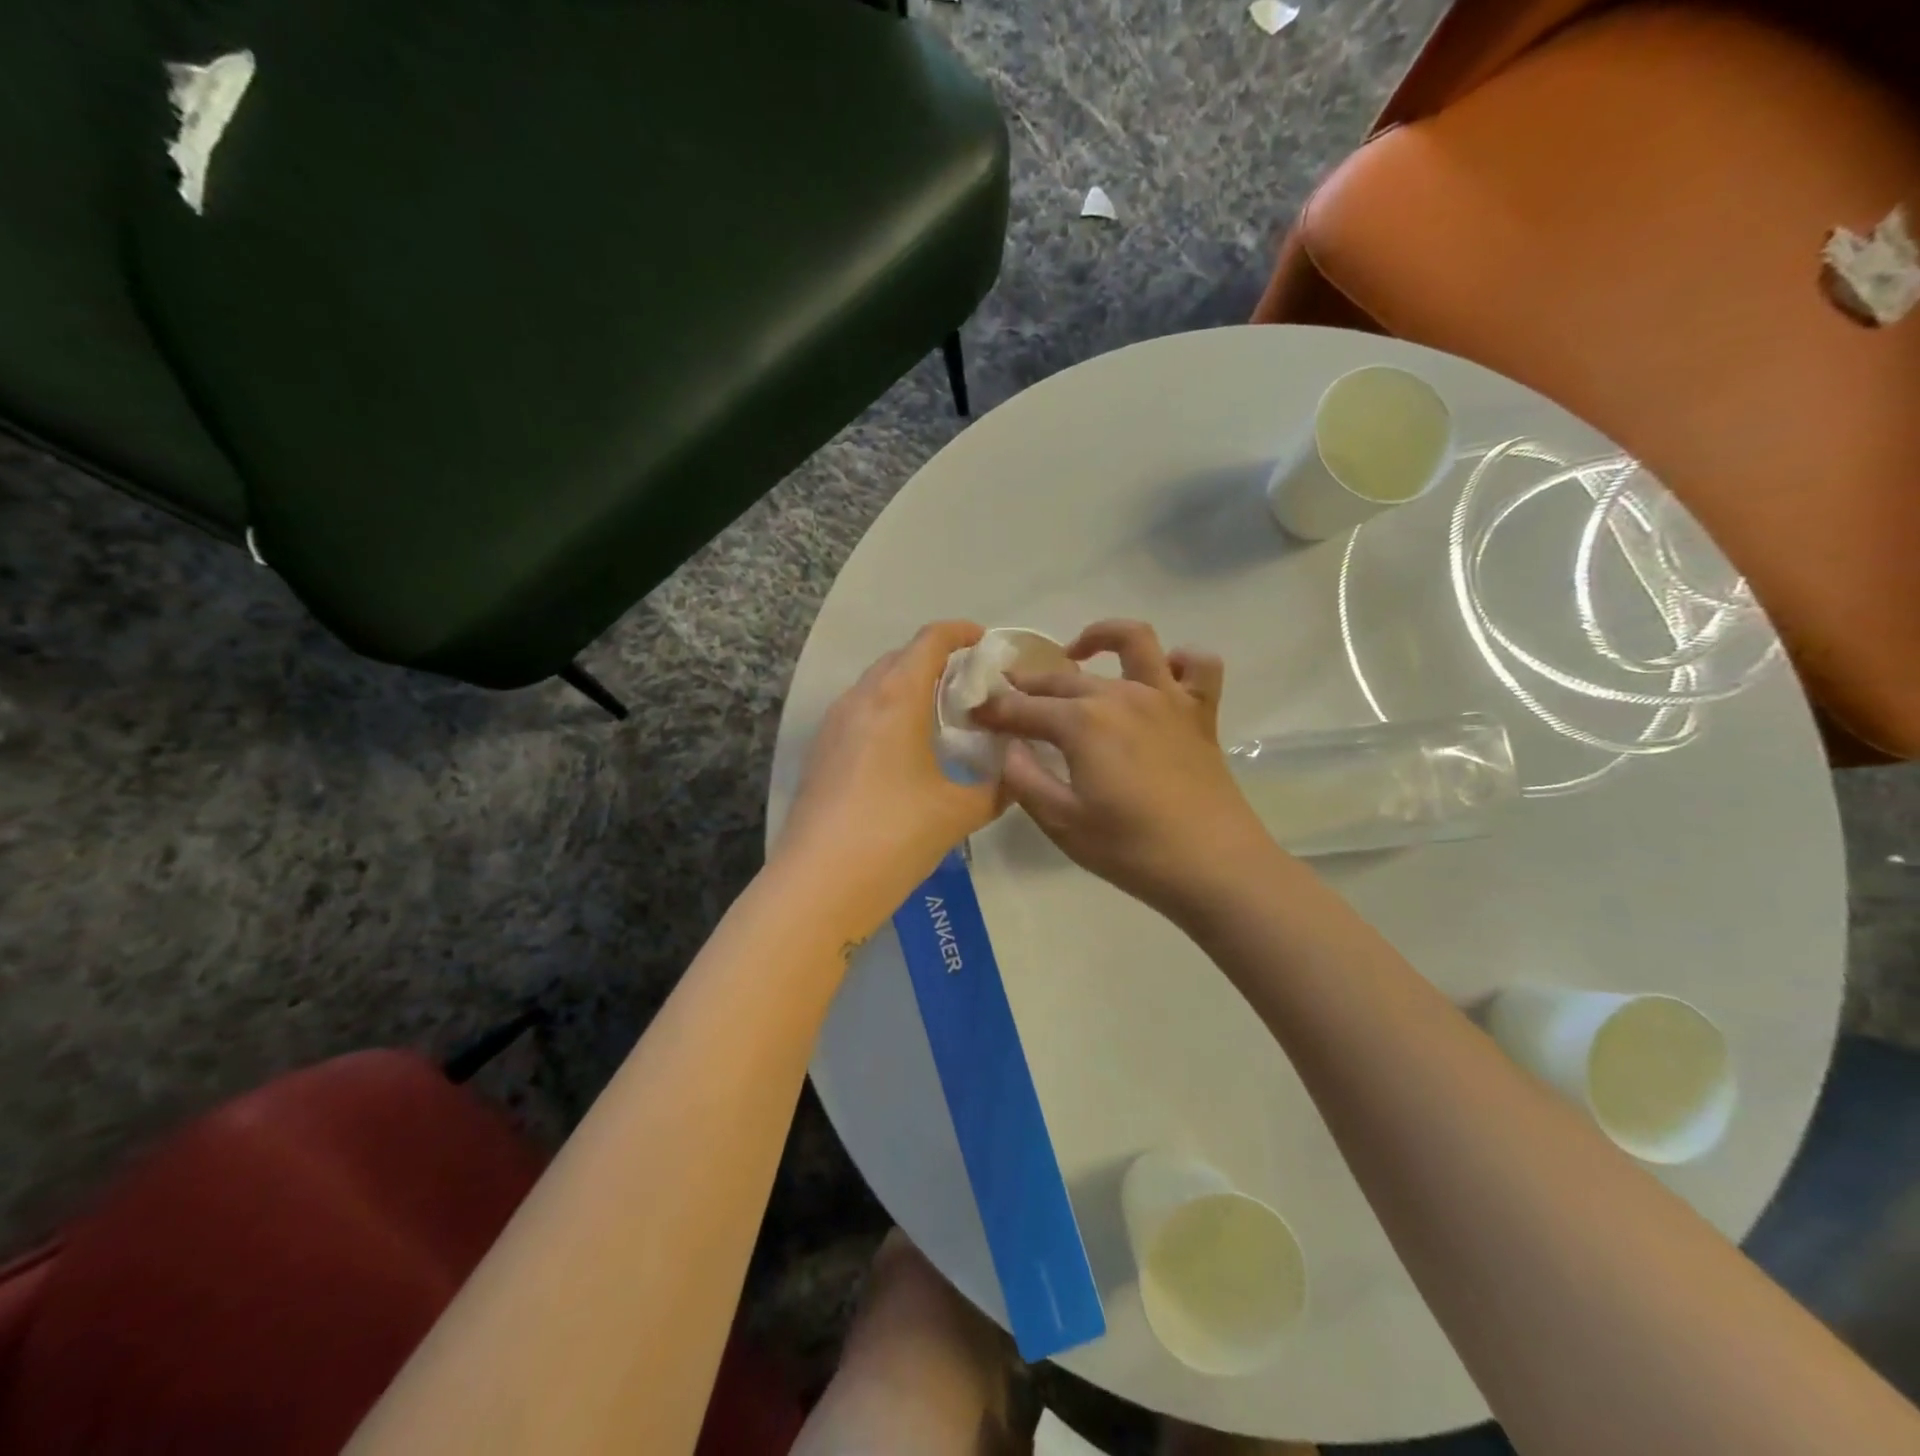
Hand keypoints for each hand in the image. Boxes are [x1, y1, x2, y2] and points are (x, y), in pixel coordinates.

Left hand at [774, 621, 1002, 939]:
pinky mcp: (820, 751)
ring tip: (940, 716)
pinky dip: (887, 713)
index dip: (960, 632)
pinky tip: (904, 750)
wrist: (819, 884)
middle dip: (936, 660)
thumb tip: (1019, 778)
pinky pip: (859, 713)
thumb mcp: (959, 813)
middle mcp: (861, 698)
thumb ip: (997, 789)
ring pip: (876, 685)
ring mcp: (833, 724)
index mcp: (897, 697)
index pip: (930, 640)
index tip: (984, 640)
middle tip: (970, 686)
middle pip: (900, 658)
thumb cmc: (896, 836)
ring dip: (908, 687)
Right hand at [971, 620, 1276, 918]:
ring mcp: (1166, 697)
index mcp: (1082, 723)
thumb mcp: (1062, 823)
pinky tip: (1160, 676)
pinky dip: (1178, 661)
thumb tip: (1010, 748)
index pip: (1023, 708)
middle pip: (1064, 678)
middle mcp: (1121, 696)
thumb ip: (1025, 780)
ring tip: (1079, 652)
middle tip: (1008, 695)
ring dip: (1101, 636)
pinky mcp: (1200, 712)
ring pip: (1134, 641)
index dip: (994, 711)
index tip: (974, 716)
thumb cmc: (1131, 850)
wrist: (1214, 867)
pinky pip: (1197, 666)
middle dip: (1029, 682)